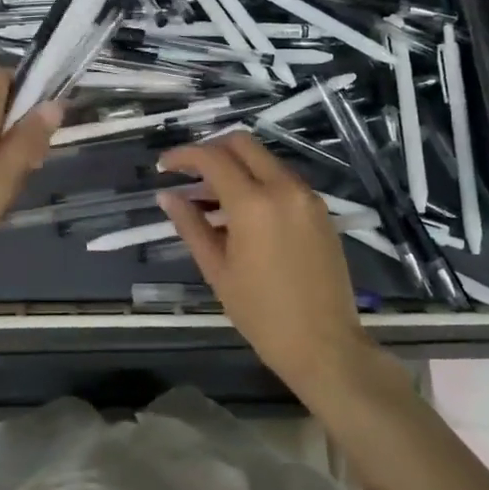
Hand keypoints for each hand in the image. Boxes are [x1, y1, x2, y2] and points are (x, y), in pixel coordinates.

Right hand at [157, 133, 370, 390]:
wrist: (325, 345)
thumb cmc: (262, 314)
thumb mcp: (217, 270)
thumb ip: (190, 225)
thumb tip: (166, 196)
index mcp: (253, 204)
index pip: (212, 158)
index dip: (183, 156)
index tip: (163, 166)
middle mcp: (283, 188)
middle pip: (242, 143)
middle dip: (211, 149)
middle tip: (188, 173)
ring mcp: (307, 196)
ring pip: (265, 159)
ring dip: (236, 165)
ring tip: (210, 196)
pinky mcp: (321, 209)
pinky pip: (283, 179)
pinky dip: (258, 181)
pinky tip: (242, 211)